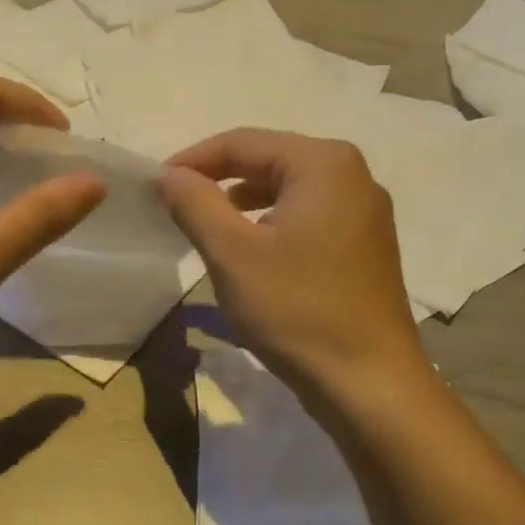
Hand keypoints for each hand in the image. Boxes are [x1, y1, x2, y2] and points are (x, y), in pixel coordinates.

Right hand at [159, 129, 423, 399]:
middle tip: (177, 205)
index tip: (155, 185)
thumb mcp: (233, 253)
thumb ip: (195, 203)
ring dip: (244, 203)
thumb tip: (169, 174)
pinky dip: (273, 224)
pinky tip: (252, 252)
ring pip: (289, 191)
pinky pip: (308, 217)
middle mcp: (353, 175)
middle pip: (270, 160)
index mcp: (324, 163)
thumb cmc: (297, 310)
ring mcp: (366, 212)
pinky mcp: (366, 246)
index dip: (193, 160)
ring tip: (208, 226)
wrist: (368, 382)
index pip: (243, 142)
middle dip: (219, 179)